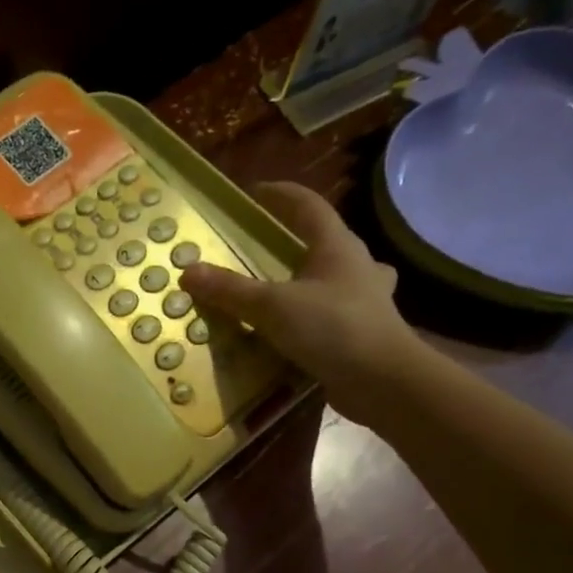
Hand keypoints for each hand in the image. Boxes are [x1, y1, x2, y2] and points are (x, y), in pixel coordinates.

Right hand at [179, 181, 429, 422]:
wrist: (383, 381)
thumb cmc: (332, 328)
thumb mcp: (272, 307)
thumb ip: (231, 290)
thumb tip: (189, 271)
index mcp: (337, 247)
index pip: (308, 206)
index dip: (281, 195)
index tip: (254, 192)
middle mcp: (356, 266)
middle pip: (325, 241)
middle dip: (297, 239)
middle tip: (267, 246)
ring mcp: (364, 300)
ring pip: (335, 277)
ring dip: (311, 278)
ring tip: (285, 287)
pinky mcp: (362, 332)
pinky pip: (332, 313)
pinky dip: (312, 315)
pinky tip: (296, 329)